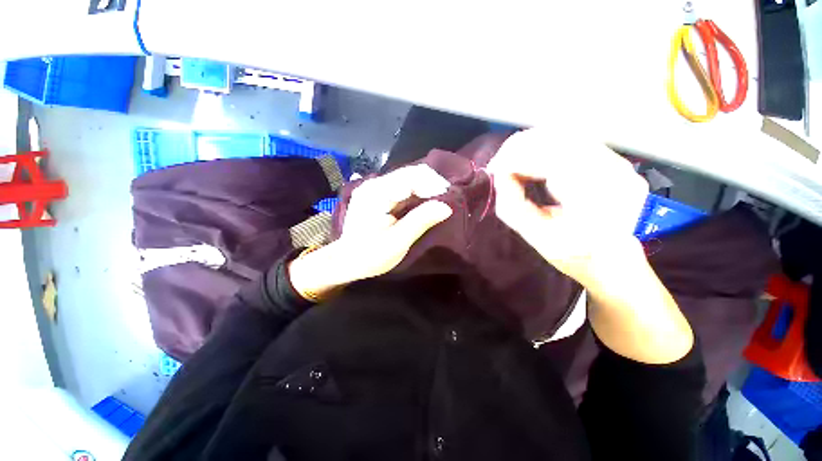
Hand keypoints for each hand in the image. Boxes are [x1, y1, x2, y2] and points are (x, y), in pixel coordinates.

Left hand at [289, 165, 452, 298]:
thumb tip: (447, 206)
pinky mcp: (378, 193)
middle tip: (447, 200)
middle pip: (410, 173)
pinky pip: (403, 187)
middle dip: (432, 184)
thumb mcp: (398, 242)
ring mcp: (375, 187)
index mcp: (377, 193)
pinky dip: (417, 193)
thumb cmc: (370, 255)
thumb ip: (421, 221)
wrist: (345, 261)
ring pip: (408, 178)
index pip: (411, 177)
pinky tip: (425, 202)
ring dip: (426, 188)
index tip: (450, 198)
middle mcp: (375, 184)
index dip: (434, 184)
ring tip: (439, 202)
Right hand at [488, 129, 648, 286]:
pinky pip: (572, 141)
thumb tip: (499, 177)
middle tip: (499, 165)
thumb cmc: (576, 256)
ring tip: (512, 163)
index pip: (549, 158)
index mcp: (596, 199)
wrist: (616, 261)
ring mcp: (617, 162)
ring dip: (531, 146)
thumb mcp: (537, 237)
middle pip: (557, 139)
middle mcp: (613, 172)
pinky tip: (532, 161)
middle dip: (519, 148)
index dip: (515, 158)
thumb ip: (512, 206)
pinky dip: (545, 147)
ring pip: (564, 135)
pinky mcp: (613, 160)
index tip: (493, 169)